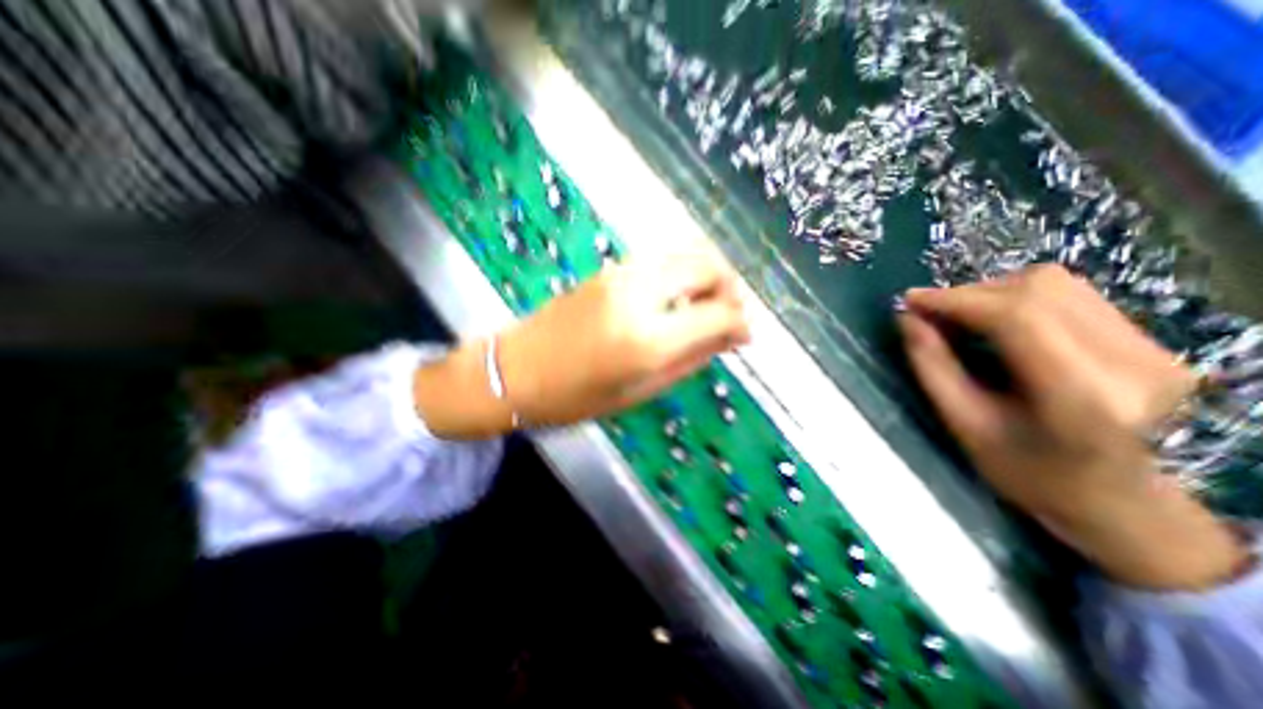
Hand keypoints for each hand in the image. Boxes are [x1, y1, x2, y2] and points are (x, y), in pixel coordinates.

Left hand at [495, 249, 747, 425]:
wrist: (515, 370)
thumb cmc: (576, 397)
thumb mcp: (640, 390)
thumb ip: (691, 360)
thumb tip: (731, 338)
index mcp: (648, 338)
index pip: (718, 314)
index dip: (742, 322)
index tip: (747, 335)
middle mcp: (640, 293)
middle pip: (707, 265)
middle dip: (730, 288)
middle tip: (729, 316)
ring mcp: (622, 273)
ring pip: (685, 254)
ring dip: (707, 276)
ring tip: (705, 307)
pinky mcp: (610, 268)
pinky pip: (661, 260)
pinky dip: (681, 273)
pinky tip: (676, 299)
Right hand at [903, 266, 1245, 591]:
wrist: (1119, 504)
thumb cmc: (1027, 473)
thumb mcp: (963, 424)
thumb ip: (931, 366)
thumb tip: (906, 318)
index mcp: (1082, 395)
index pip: (1016, 317)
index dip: (955, 300)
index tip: (909, 301)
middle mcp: (1133, 362)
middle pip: (1038, 290)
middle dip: (969, 294)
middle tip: (928, 312)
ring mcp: (1152, 348)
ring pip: (1056, 285)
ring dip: (992, 292)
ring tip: (957, 315)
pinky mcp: (1150, 341)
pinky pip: (1071, 295)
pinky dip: (1017, 298)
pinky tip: (992, 320)